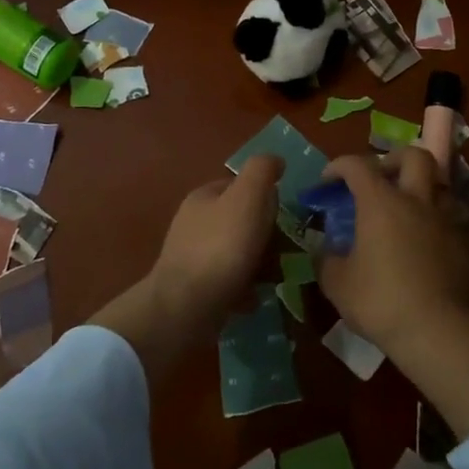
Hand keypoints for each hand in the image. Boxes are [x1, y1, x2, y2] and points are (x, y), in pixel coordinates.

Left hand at [146, 155, 283, 330]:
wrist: (184, 308)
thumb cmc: (220, 248)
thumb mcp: (247, 198)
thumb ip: (262, 172)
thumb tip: (276, 160)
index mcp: (204, 196)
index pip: (242, 186)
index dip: (266, 200)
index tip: (283, 220)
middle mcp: (194, 221)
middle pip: (242, 220)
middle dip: (265, 236)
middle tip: (284, 253)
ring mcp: (192, 255)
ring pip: (237, 252)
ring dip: (259, 263)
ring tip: (274, 278)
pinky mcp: (194, 287)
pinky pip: (229, 281)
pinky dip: (244, 287)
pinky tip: (254, 298)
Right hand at [315, 148, 468, 355]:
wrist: (440, 332)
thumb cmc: (381, 302)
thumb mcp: (338, 284)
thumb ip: (327, 259)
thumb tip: (324, 249)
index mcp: (381, 202)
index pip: (358, 165)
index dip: (339, 165)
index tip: (328, 180)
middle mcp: (417, 201)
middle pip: (415, 156)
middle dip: (395, 159)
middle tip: (382, 177)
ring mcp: (448, 221)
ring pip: (441, 186)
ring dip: (423, 190)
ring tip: (409, 212)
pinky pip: (455, 221)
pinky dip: (439, 224)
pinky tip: (430, 245)